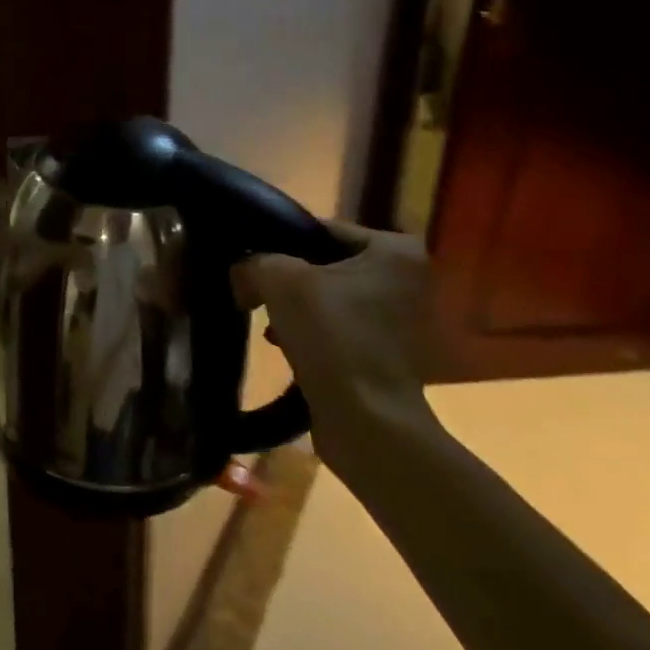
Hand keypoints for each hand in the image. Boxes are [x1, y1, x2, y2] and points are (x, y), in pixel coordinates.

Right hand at [232, 223, 443, 480]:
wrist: (365, 420)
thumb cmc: (332, 335)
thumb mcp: (280, 280)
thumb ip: (254, 262)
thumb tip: (242, 272)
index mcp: (395, 251)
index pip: (323, 229)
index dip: (280, 240)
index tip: (250, 256)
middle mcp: (407, 279)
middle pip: (325, 262)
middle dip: (287, 276)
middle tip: (254, 288)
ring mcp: (400, 318)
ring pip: (328, 296)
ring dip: (294, 306)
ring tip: (265, 319)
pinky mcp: (386, 351)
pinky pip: (337, 326)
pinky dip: (309, 330)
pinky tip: (282, 342)